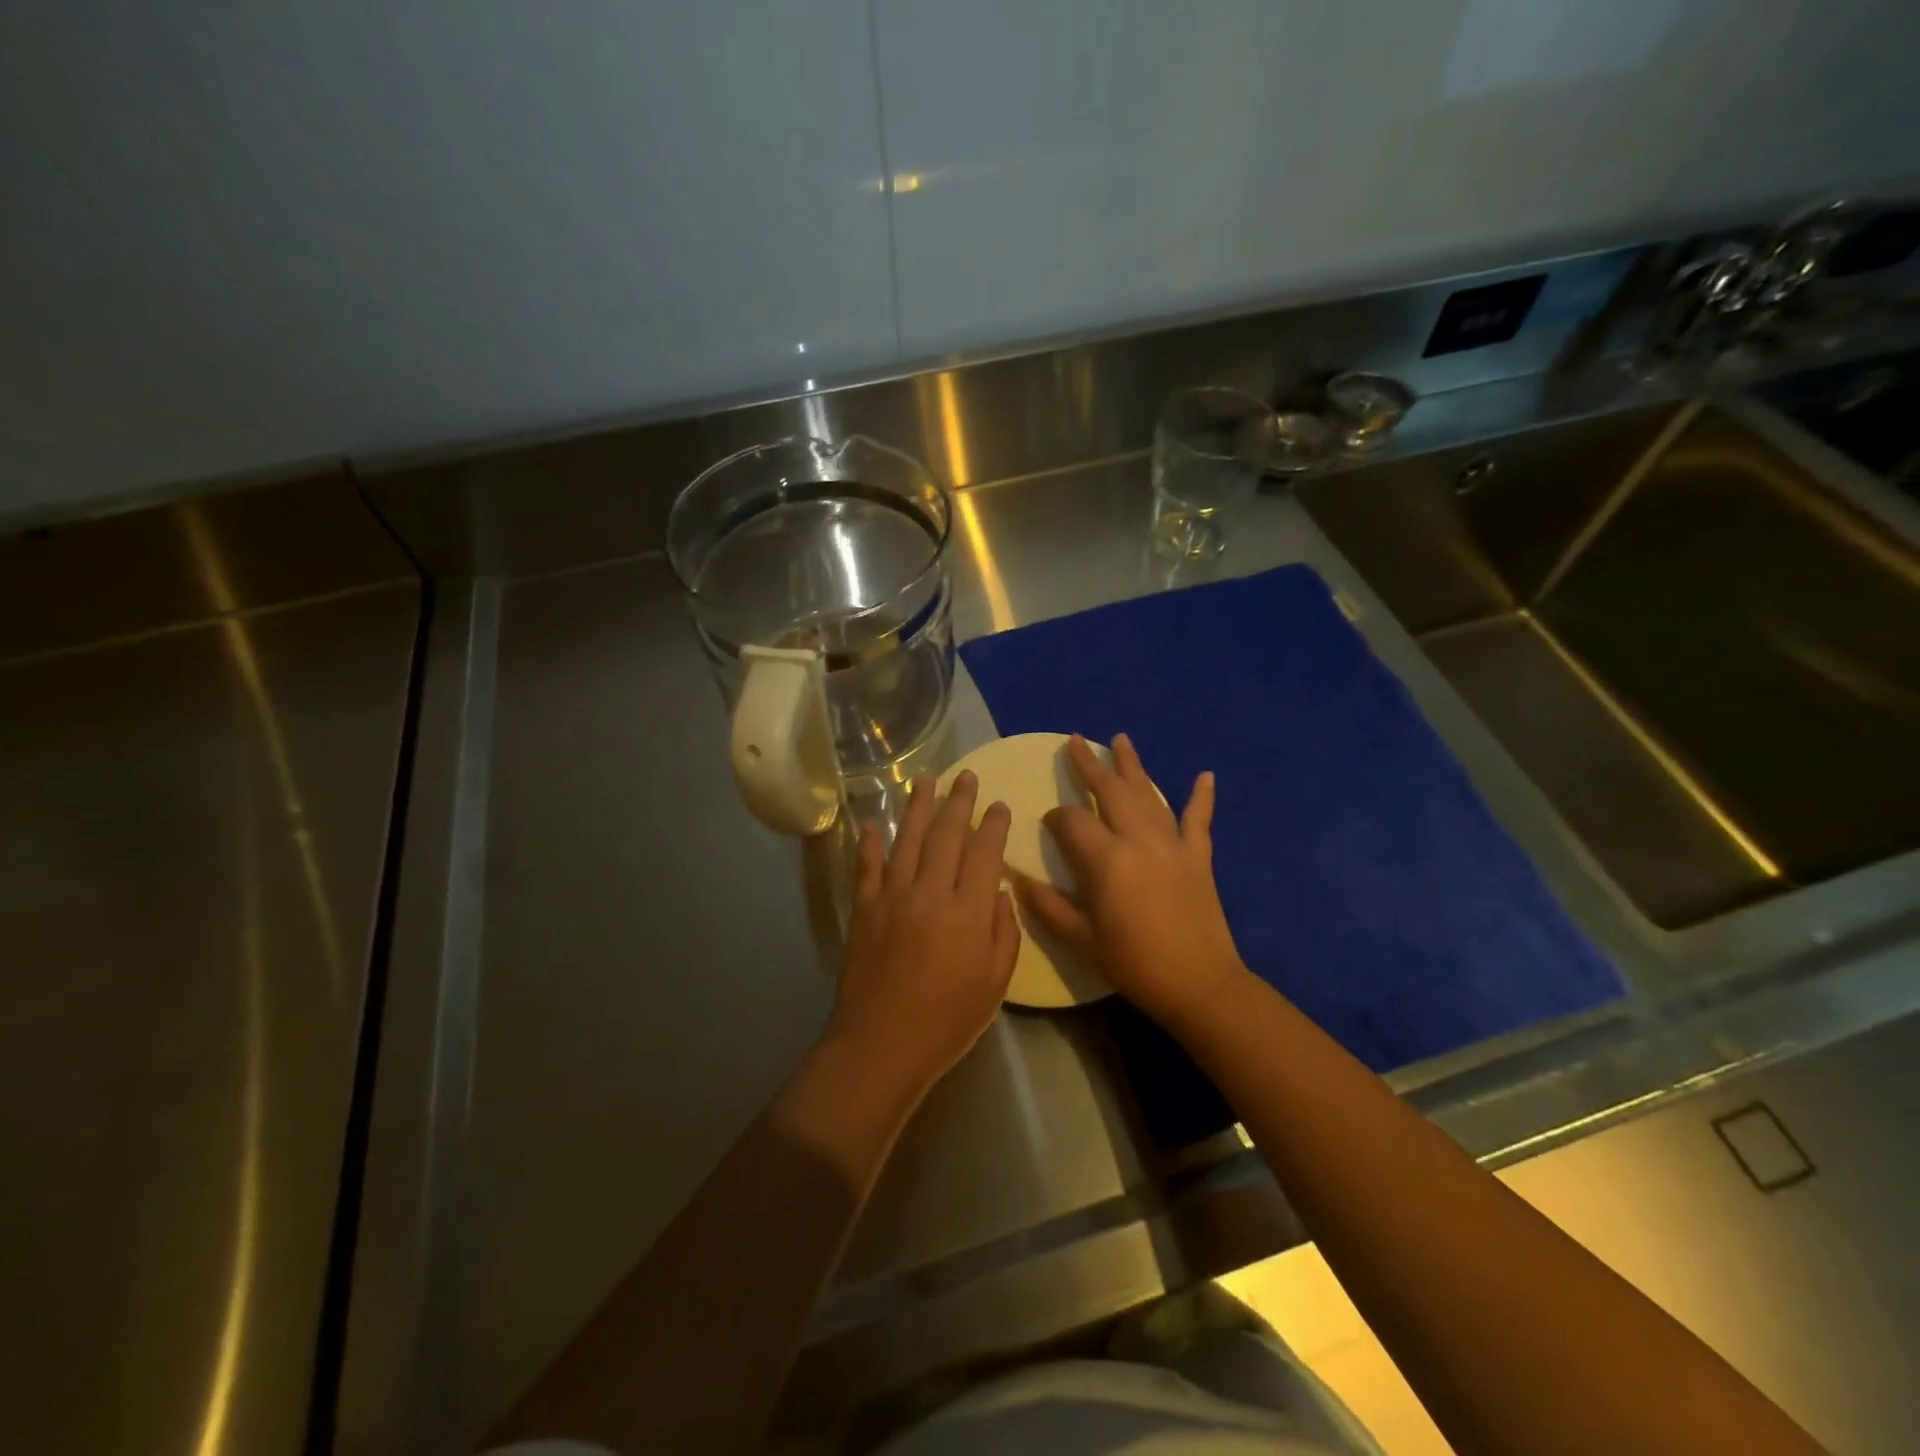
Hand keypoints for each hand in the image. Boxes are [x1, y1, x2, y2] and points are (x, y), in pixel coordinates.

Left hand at [827, 771, 1021, 1100]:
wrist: (881, 1045)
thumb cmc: (947, 1021)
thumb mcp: (995, 984)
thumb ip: (1003, 933)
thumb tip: (998, 892)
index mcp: (967, 912)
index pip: (983, 854)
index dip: (993, 826)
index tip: (999, 804)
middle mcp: (929, 893)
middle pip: (947, 835)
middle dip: (959, 802)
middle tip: (966, 776)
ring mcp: (891, 897)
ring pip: (908, 839)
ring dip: (918, 807)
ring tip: (926, 780)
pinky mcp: (863, 908)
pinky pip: (867, 866)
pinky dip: (870, 842)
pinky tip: (873, 821)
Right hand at [1018, 734, 1245, 1028]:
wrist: (1199, 984)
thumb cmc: (1134, 963)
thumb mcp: (1081, 940)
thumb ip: (1048, 906)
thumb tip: (1017, 880)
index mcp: (1106, 859)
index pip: (1073, 821)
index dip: (1056, 818)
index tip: (1048, 824)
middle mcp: (1139, 840)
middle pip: (1111, 791)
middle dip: (1090, 765)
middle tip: (1075, 740)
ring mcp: (1173, 844)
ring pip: (1149, 794)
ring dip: (1133, 766)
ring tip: (1120, 739)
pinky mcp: (1198, 856)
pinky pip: (1199, 820)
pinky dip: (1202, 797)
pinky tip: (1206, 775)